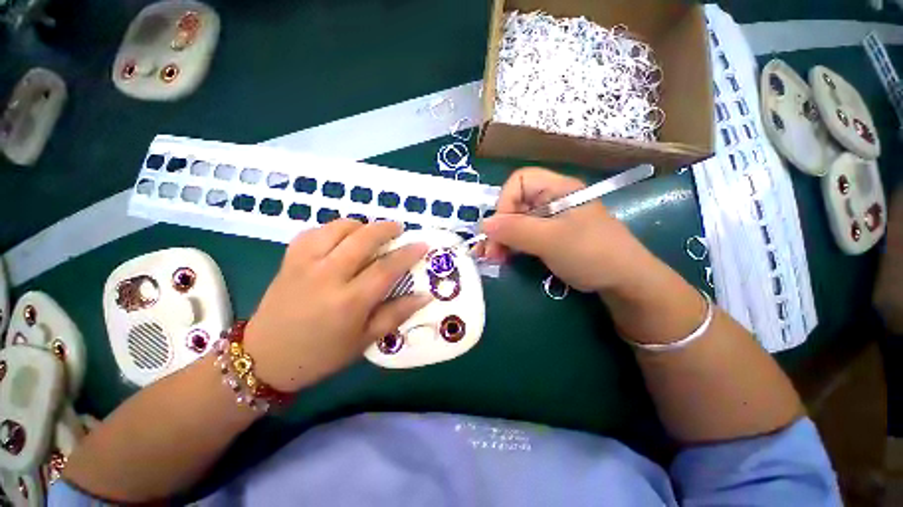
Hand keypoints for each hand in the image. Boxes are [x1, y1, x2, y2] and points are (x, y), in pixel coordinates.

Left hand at [243, 220, 429, 391]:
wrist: (264, 358)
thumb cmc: (321, 354)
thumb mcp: (365, 340)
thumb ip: (397, 314)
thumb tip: (425, 296)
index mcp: (350, 301)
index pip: (387, 268)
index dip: (408, 253)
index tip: (422, 244)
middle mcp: (328, 276)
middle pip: (363, 238)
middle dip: (387, 228)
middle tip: (399, 229)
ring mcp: (305, 263)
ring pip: (339, 227)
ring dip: (361, 225)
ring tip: (371, 233)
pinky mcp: (289, 259)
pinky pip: (315, 231)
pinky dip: (334, 228)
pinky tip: (341, 238)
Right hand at [482, 167, 654, 292]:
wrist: (624, 282)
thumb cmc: (591, 253)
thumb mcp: (551, 240)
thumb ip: (516, 230)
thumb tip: (483, 224)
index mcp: (557, 189)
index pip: (519, 181)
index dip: (505, 203)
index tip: (500, 230)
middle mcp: (551, 199)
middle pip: (514, 203)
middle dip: (499, 227)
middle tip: (491, 253)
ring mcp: (550, 219)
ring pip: (516, 221)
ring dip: (502, 239)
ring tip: (494, 258)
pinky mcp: (549, 235)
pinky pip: (523, 235)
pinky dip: (511, 246)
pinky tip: (505, 258)